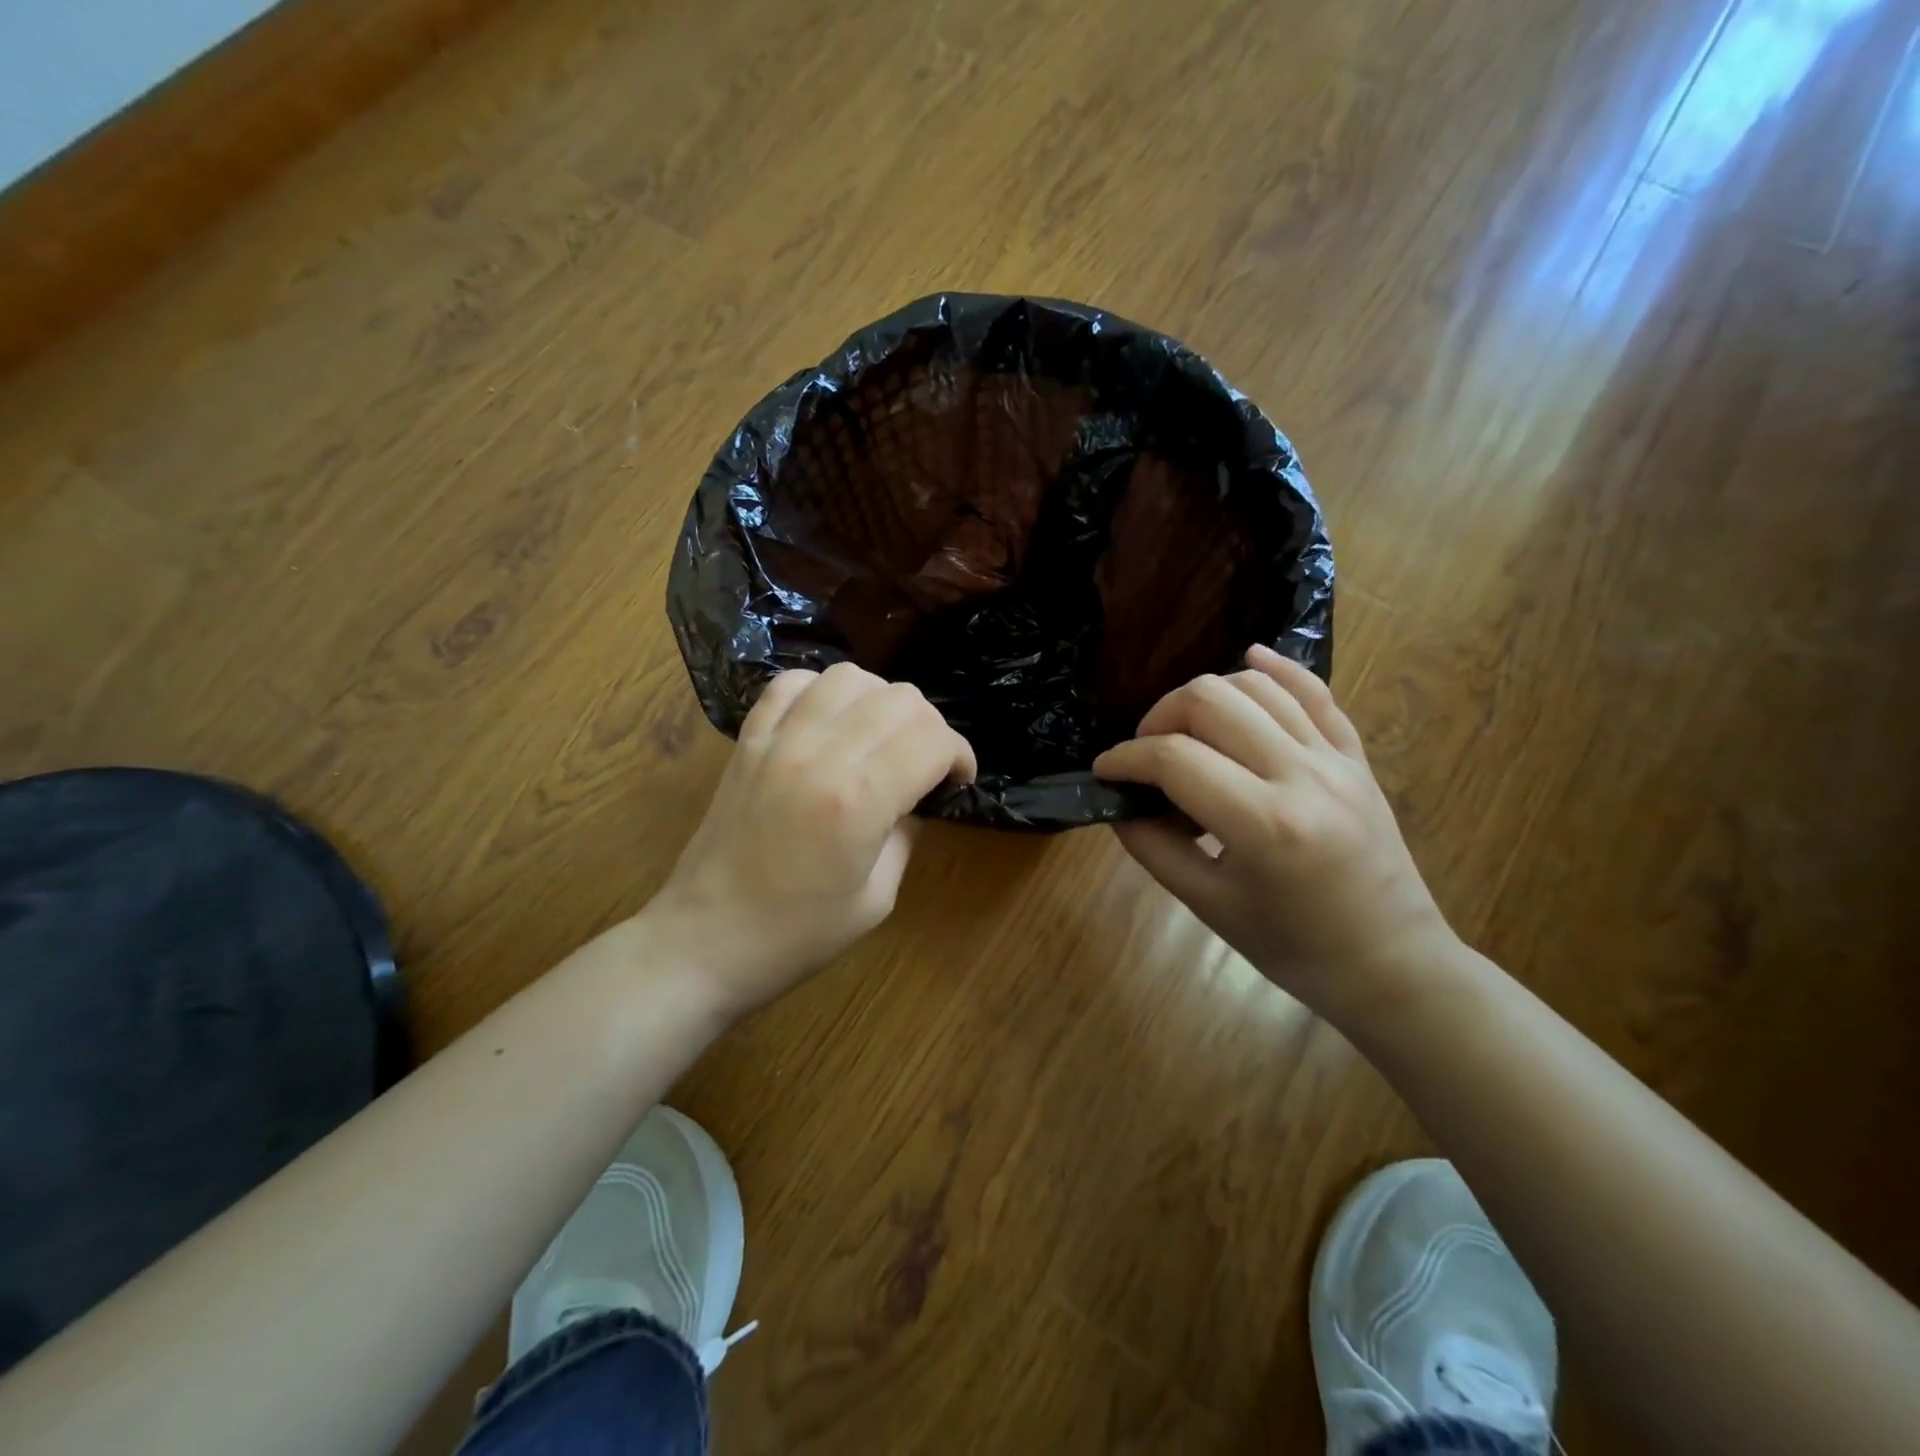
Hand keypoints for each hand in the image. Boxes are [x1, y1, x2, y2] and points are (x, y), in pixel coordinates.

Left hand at [650, 663, 975, 1013]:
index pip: (932, 740)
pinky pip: (791, 684)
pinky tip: (829, 722)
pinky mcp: (748, 740)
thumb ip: (906, 833)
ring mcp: (778, 740)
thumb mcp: (877, 897)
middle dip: (929, 727)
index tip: (958, 780)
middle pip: (900, 699)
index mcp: (859, 800)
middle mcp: (820, 754)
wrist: (706, 939)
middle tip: (925, 764)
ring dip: (880, 701)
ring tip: (879, 737)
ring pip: (849, 678)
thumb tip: (917, 796)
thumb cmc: (798, 934)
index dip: (959, 755)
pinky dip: (822, 691)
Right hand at [1092, 644, 1457, 1020]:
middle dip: (1159, 717)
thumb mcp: (1210, 907)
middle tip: (1145, 754)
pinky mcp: (1356, 756)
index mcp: (1264, 824)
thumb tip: (1118, 804)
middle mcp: (1301, 775)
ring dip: (1206, 696)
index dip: (1125, 759)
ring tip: (1186, 731)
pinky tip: (1248, 659)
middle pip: (1210, 700)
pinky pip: (1315, 691)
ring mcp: (1335, 759)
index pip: (1173, 759)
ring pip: (1256, 685)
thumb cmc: (1295, 949)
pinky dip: (1276, 669)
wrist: (1394, 964)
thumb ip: (1154, 848)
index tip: (1104, 772)